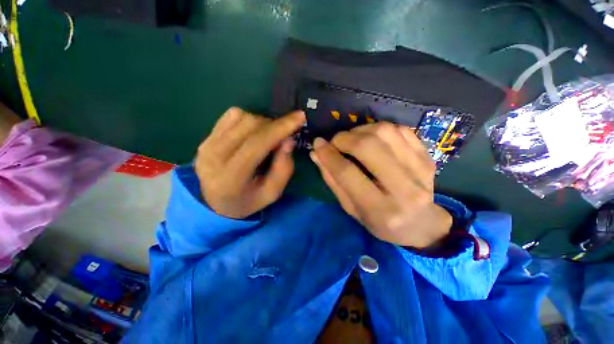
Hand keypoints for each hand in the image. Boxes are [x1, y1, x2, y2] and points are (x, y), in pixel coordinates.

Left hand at [194, 107, 304, 218]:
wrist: (215, 202)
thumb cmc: (248, 201)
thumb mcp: (272, 193)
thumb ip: (283, 169)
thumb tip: (289, 140)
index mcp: (231, 177)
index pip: (257, 144)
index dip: (280, 128)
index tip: (299, 117)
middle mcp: (213, 157)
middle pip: (250, 126)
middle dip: (274, 126)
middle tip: (283, 137)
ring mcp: (207, 144)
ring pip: (242, 117)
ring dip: (262, 123)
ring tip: (267, 138)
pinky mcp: (206, 137)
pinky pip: (232, 115)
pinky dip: (248, 119)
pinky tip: (252, 133)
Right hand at [310, 122, 451, 248]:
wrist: (423, 224)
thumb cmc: (381, 222)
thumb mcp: (351, 209)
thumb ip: (333, 181)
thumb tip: (316, 154)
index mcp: (380, 209)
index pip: (347, 173)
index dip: (328, 155)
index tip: (318, 144)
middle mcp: (404, 189)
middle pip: (368, 147)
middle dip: (344, 138)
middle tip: (336, 142)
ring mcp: (420, 169)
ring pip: (385, 132)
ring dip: (361, 130)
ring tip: (353, 140)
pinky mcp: (427, 157)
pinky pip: (400, 130)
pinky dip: (380, 129)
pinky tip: (373, 139)